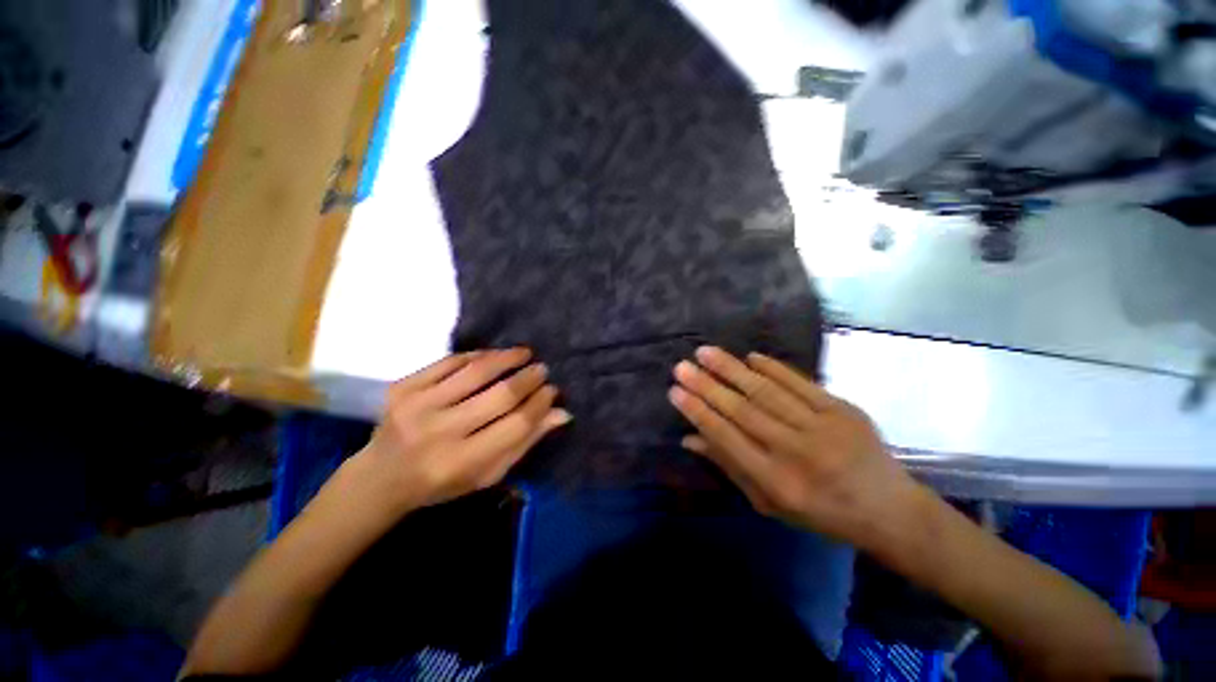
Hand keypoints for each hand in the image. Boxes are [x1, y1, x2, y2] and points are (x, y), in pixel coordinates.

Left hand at [356, 348, 570, 512]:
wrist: (379, 478)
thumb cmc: (441, 483)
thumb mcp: (488, 474)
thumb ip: (524, 442)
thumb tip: (561, 413)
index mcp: (462, 462)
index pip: (516, 425)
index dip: (540, 404)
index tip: (552, 391)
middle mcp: (439, 433)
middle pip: (500, 395)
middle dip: (528, 379)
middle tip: (542, 370)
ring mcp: (417, 406)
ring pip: (476, 371)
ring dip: (507, 358)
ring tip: (525, 353)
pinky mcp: (402, 388)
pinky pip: (449, 362)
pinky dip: (476, 355)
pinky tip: (492, 355)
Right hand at [669, 346, 919, 546]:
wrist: (889, 510)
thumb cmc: (821, 513)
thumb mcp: (769, 503)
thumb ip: (729, 466)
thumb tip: (689, 438)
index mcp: (777, 483)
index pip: (727, 439)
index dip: (698, 413)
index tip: (675, 391)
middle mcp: (796, 453)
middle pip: (743, 411)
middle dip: (707, 386)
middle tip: (682, 366)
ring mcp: (823, 428)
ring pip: (767, 392)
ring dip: (732, 369)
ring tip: (705, 352)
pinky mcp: (843, 410)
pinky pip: (801, 383)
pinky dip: (774, 368)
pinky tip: (750, 356)